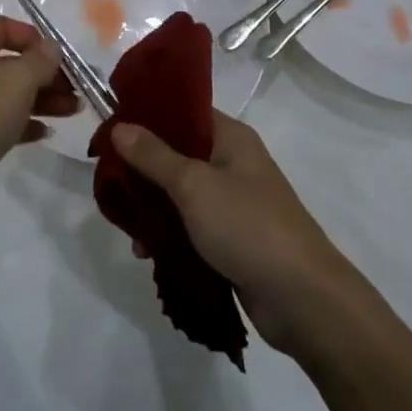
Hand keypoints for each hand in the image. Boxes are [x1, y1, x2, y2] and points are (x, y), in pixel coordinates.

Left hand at [0, 17, 77, 234]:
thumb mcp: (16, 83)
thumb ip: (39, 61)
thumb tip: (51, 47)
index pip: (0, 26)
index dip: (32, 36)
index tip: (59, 56)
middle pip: (6, 61)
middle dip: (44, 74)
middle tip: (75, 90)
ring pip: (4, 93)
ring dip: (40, 99)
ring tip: (73, 112)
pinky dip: (20, 122)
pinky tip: (45, 133)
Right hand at [109, 112, 363, 355]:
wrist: (303, 299)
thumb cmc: (248, 226)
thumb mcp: (193, 185)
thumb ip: (153, 156)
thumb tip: (119, 126)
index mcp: (231, 138)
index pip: (183, 111)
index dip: (147, 115)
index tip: (109, 128)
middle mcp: (233, 163)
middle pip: (177, 153)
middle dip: (142, 169)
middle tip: (109, 183)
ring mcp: (233, 202)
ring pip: (180, 193)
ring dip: (153, 207)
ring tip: (127, 227)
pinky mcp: (232, 238)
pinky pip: (190, 225)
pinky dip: (169, 234)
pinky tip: (147, 252)